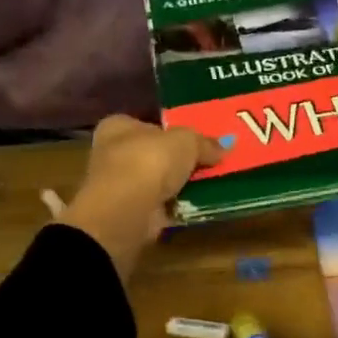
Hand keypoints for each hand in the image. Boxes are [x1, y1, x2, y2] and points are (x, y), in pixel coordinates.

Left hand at [60, 115, 226, 278]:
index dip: (170, 130)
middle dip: (177, 159)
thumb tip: (224, 146)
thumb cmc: (149, 161)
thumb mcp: (186, 141)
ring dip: (179, 184)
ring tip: (211, 183)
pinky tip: (199, 204)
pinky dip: (177, 205)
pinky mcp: (129, 213)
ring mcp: (120, 186)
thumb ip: (204, 143)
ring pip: (157, 181)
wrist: (127, 210)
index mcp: (118, 127)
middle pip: (153, 153)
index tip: (195, 139)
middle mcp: (113, 153)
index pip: (146, 124)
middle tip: (209, 162)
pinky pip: (160, 204)